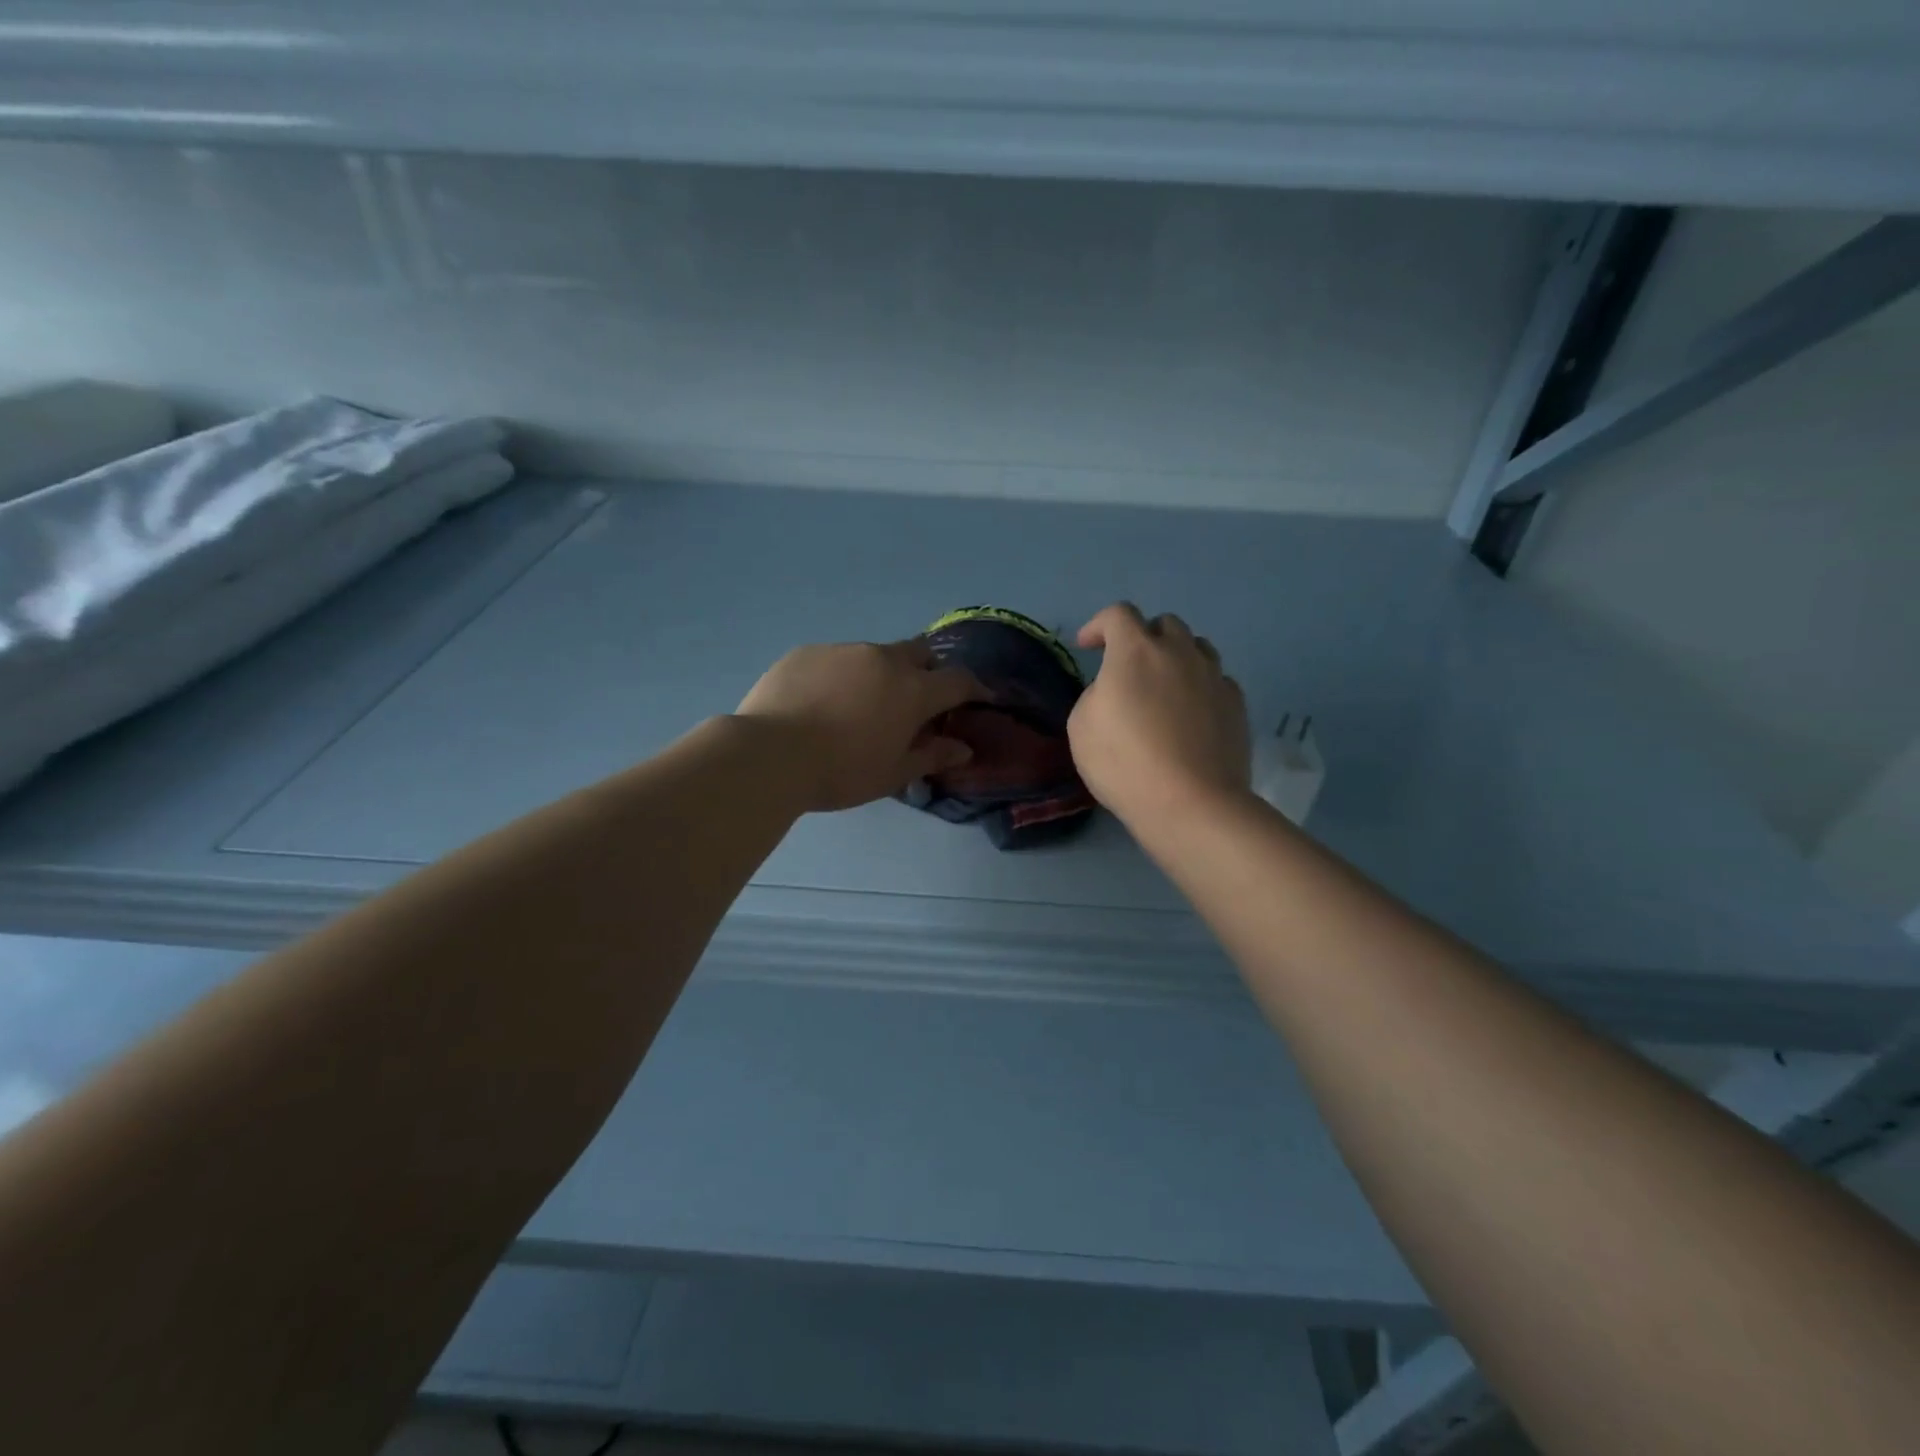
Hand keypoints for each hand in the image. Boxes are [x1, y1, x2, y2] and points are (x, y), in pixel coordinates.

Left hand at [735, 639, 985, 812]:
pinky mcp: (807, 652)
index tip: (981, 697)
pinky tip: (822, 703)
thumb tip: (963, 749)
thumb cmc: (842, 771)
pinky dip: (842, 676)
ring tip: (860, 705)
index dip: (975, 688)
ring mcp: (843, 650)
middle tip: (919, 698)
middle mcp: (883, 659)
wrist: (770, 754)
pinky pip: (836, 659)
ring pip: (875, 655)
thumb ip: (932, 756)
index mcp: (912, 690)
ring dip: (881, 674)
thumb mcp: (893, 773)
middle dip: (928, 670)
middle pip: (920, 653)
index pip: (958, 680)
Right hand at [1068, 603, 1249, 826]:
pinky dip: (1200, 687)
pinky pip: (1216, 680)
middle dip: (1143, 637)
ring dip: (1176, 657)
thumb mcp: (1081, 726)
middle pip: (1164, 624)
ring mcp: (1214, 676)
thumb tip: (1115, 690)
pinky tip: (1192, 714)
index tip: (1087, 646)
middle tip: (1129, 668)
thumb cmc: (1125, 763)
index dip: (1098, 625)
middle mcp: (1179, 652)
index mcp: (1135, 651)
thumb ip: (1096, 694)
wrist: (1191, 803)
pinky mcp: (1237, 704)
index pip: (1117, 615)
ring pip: (1197, 648)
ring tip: (1165, 686)